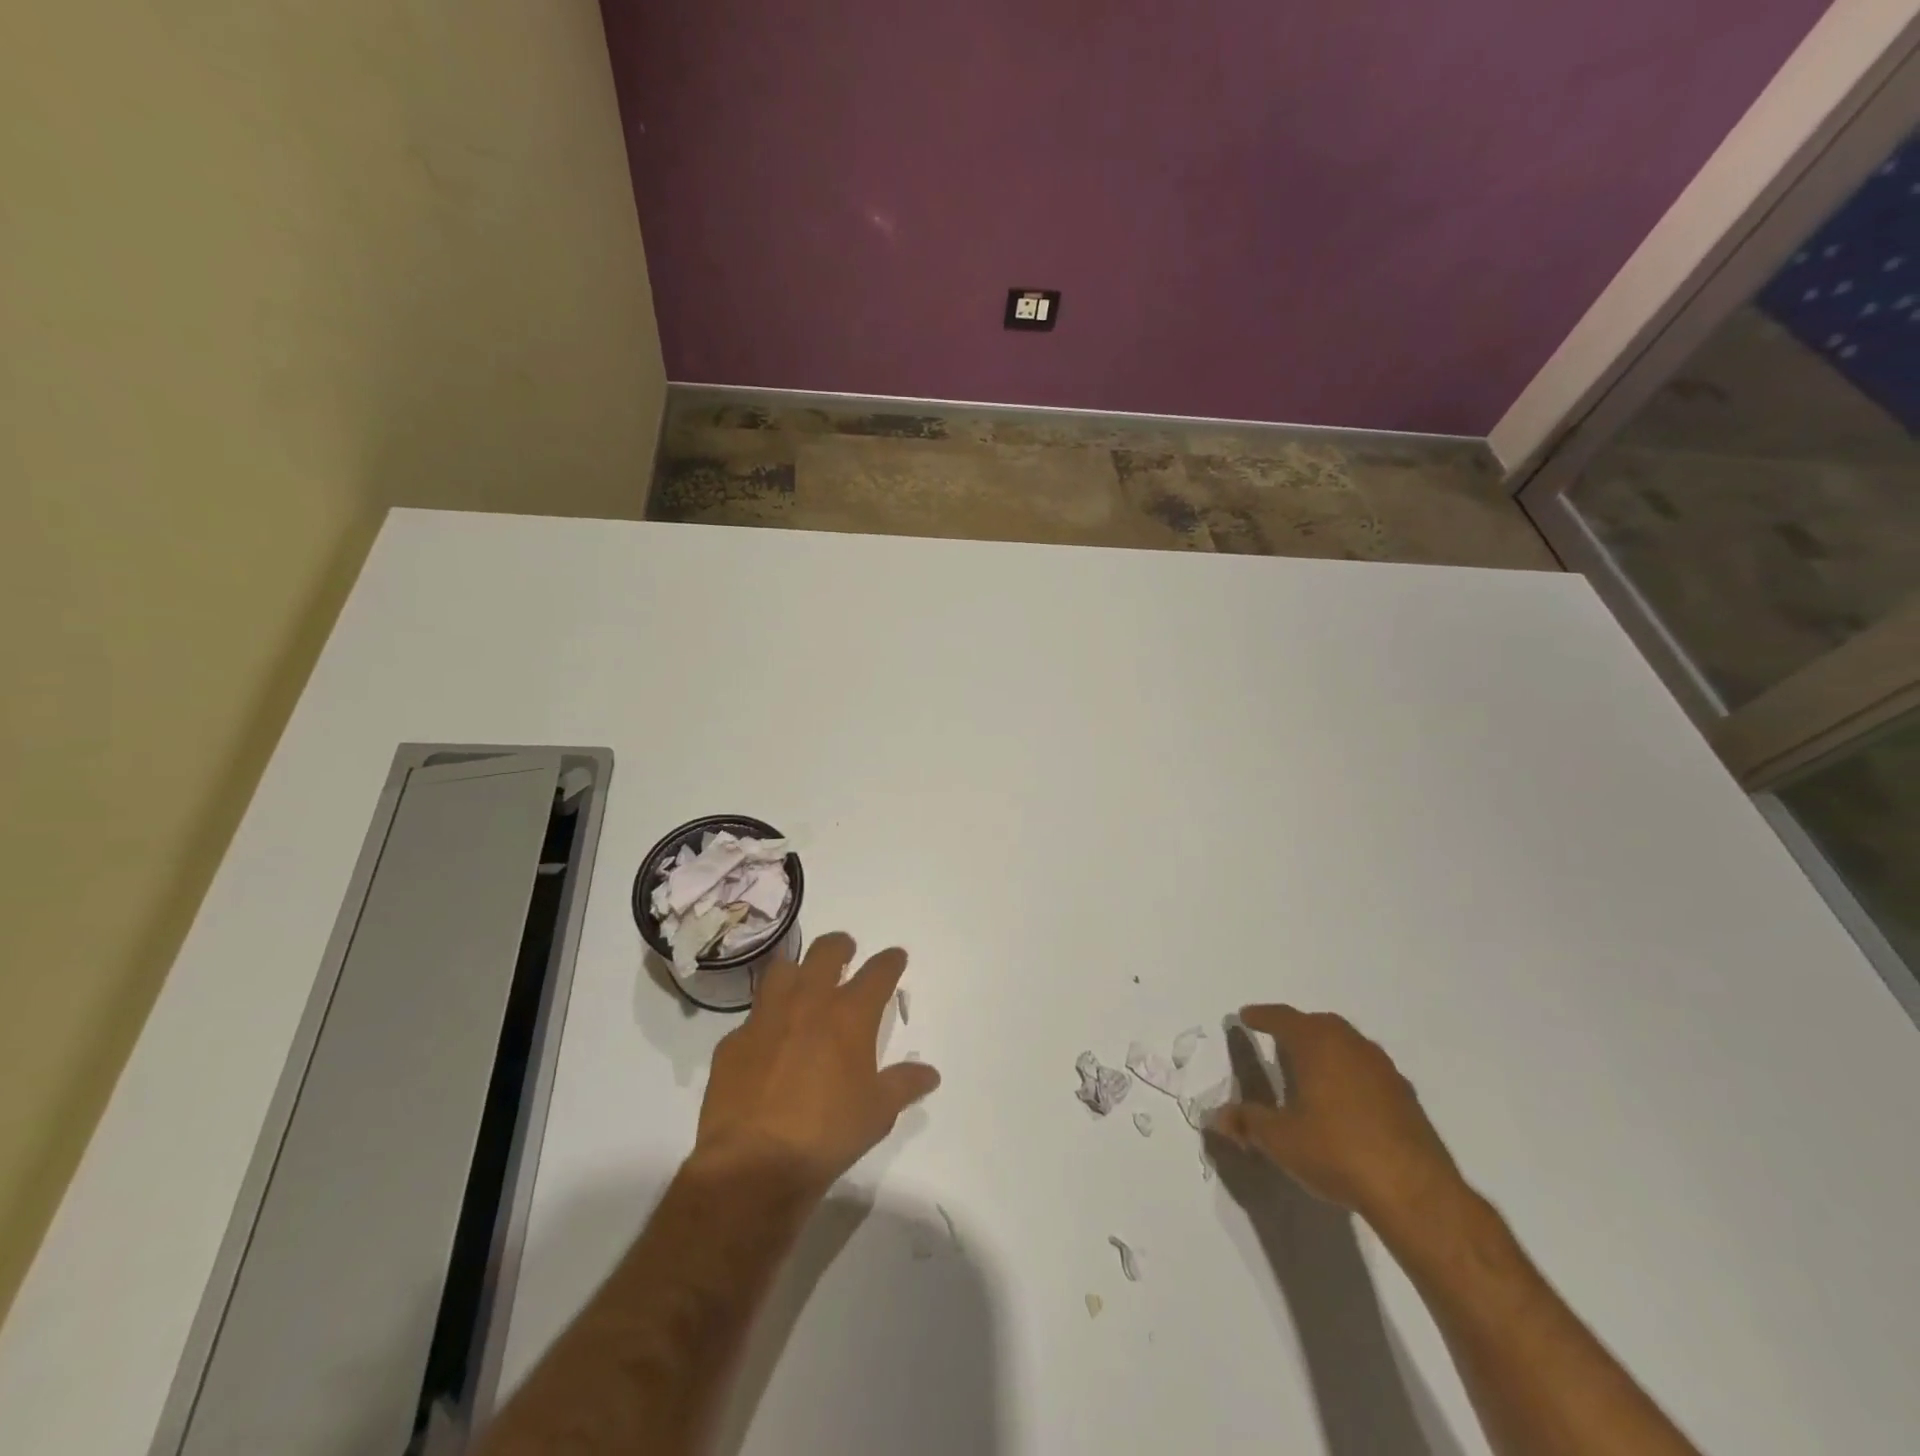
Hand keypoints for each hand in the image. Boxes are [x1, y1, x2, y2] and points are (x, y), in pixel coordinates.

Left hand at [693, 932, 939, 1191]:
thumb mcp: (877, 1113)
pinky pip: (752, 1017)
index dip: (890, 961)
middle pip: (826, 951)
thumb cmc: (826, 1135)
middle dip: (840, 946)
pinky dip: (765, 1021)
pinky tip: (767, 1042)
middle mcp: (808, 1003)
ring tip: (803, 983)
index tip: (896, 957)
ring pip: (782, 970)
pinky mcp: (733, 1042)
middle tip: (846, 952)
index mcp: (849, 1016)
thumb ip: (903, 1085)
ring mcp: (766, 1018)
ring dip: (797, 971)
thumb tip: (929, 1074)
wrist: (752, 1163)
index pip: (878, 972)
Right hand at [1211, 1005, 1463, 1225]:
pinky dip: (1350, 1073)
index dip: (1261, 1016)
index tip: (1246, 1016)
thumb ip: (1247, 1122)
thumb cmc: (1336, 1151)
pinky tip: (1345, 1100)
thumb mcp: (1280, 1140)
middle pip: (1318, 1025)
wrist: (1415, 1192)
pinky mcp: (1405, 1096)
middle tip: (1277, 1039)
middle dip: (1296, 1028)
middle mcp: (1350, 1045)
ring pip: (1347, 1045)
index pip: (1282, 1018)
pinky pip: (1367, 1070)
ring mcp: (1383, 1069)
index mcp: (1316, 1044)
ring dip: (1326, 1050)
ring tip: (1310, 1069)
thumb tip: (1217, 1116)